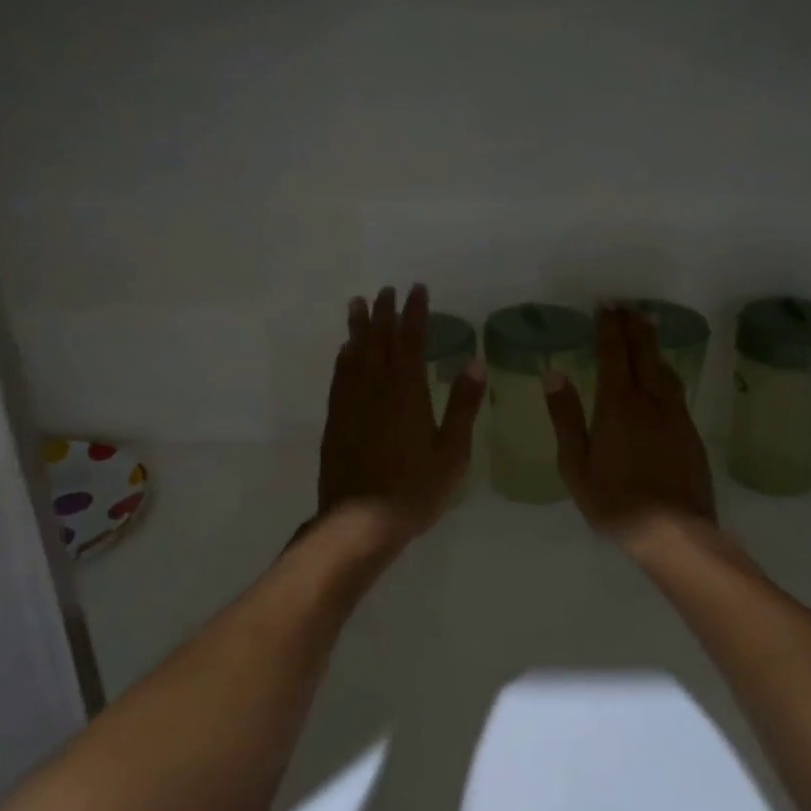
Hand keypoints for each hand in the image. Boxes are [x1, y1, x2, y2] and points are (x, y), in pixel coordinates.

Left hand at [317, 284, 485, 539]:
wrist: (359, 521)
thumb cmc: (415, 489)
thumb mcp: (452, 452)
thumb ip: (462, 405)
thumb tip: (474, 363)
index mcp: (407, 392)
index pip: (411, 341)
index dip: (414, 313)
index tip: (417, 289)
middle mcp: (375, 388)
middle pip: (378, 340)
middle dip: (383, 312)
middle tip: (385, 290)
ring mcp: (351, 403)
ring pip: (354, 354)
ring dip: (358, 327)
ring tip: (357, 304)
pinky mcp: (336, 420)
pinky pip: (339, 377)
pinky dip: (344, 357)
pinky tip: (345, 352)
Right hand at [546, 307, 716, 540]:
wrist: (673, 531)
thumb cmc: (614, 502)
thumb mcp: (575, 464)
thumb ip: (566, 418)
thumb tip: (555, 375)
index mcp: (617, 406)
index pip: (614, 355)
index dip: (609, 328)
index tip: (605, 306)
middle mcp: (650, 402)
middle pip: (643, 354)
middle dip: (633, 327)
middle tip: (626, 306)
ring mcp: (675, 416)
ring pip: (663, 369)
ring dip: (652, 344)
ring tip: (646, 327)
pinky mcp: (690, 433)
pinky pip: (676, 389)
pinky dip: (665, 369)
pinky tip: (663, 373)